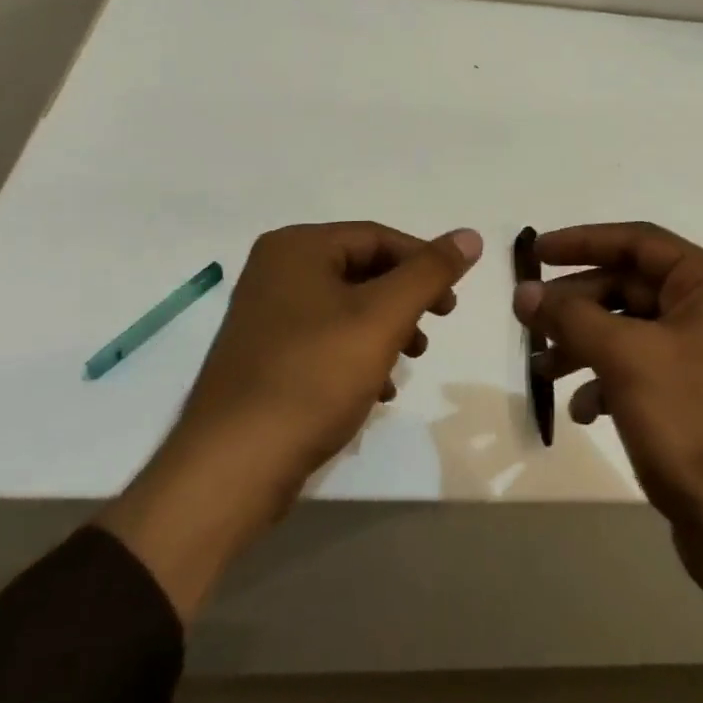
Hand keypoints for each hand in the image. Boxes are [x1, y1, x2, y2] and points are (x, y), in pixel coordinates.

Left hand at [102, 222, 481, 618]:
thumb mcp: (383, 318)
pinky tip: (377, 389)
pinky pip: (324, 340)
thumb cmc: (313, 376)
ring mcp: (265, 316)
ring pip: (346, 308)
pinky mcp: (264, 357)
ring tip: (410, 360)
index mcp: (297, 248)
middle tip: (436, 326)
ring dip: (386, 330)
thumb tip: (470, 235)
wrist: (233, 466)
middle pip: (361, 271)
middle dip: (405, 300)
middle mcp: (276, 271)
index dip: (424, 263)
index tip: (453, 300)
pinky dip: (357, 356)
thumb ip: (430, 273)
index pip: (378, 237)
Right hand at [516, 222, 702, 569]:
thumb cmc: (695, 424)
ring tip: (543, 370)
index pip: (639, 242)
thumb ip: (571, 317)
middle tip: (529, 320)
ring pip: (630, 331)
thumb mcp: (626, 359)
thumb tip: (524, 291)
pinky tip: (582, 411)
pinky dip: (607, 381)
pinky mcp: (696, 399)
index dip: (584, 241)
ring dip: (584, 345)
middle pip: (631, 287)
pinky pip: (641, 371)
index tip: (536, 252)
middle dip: (577, 304)